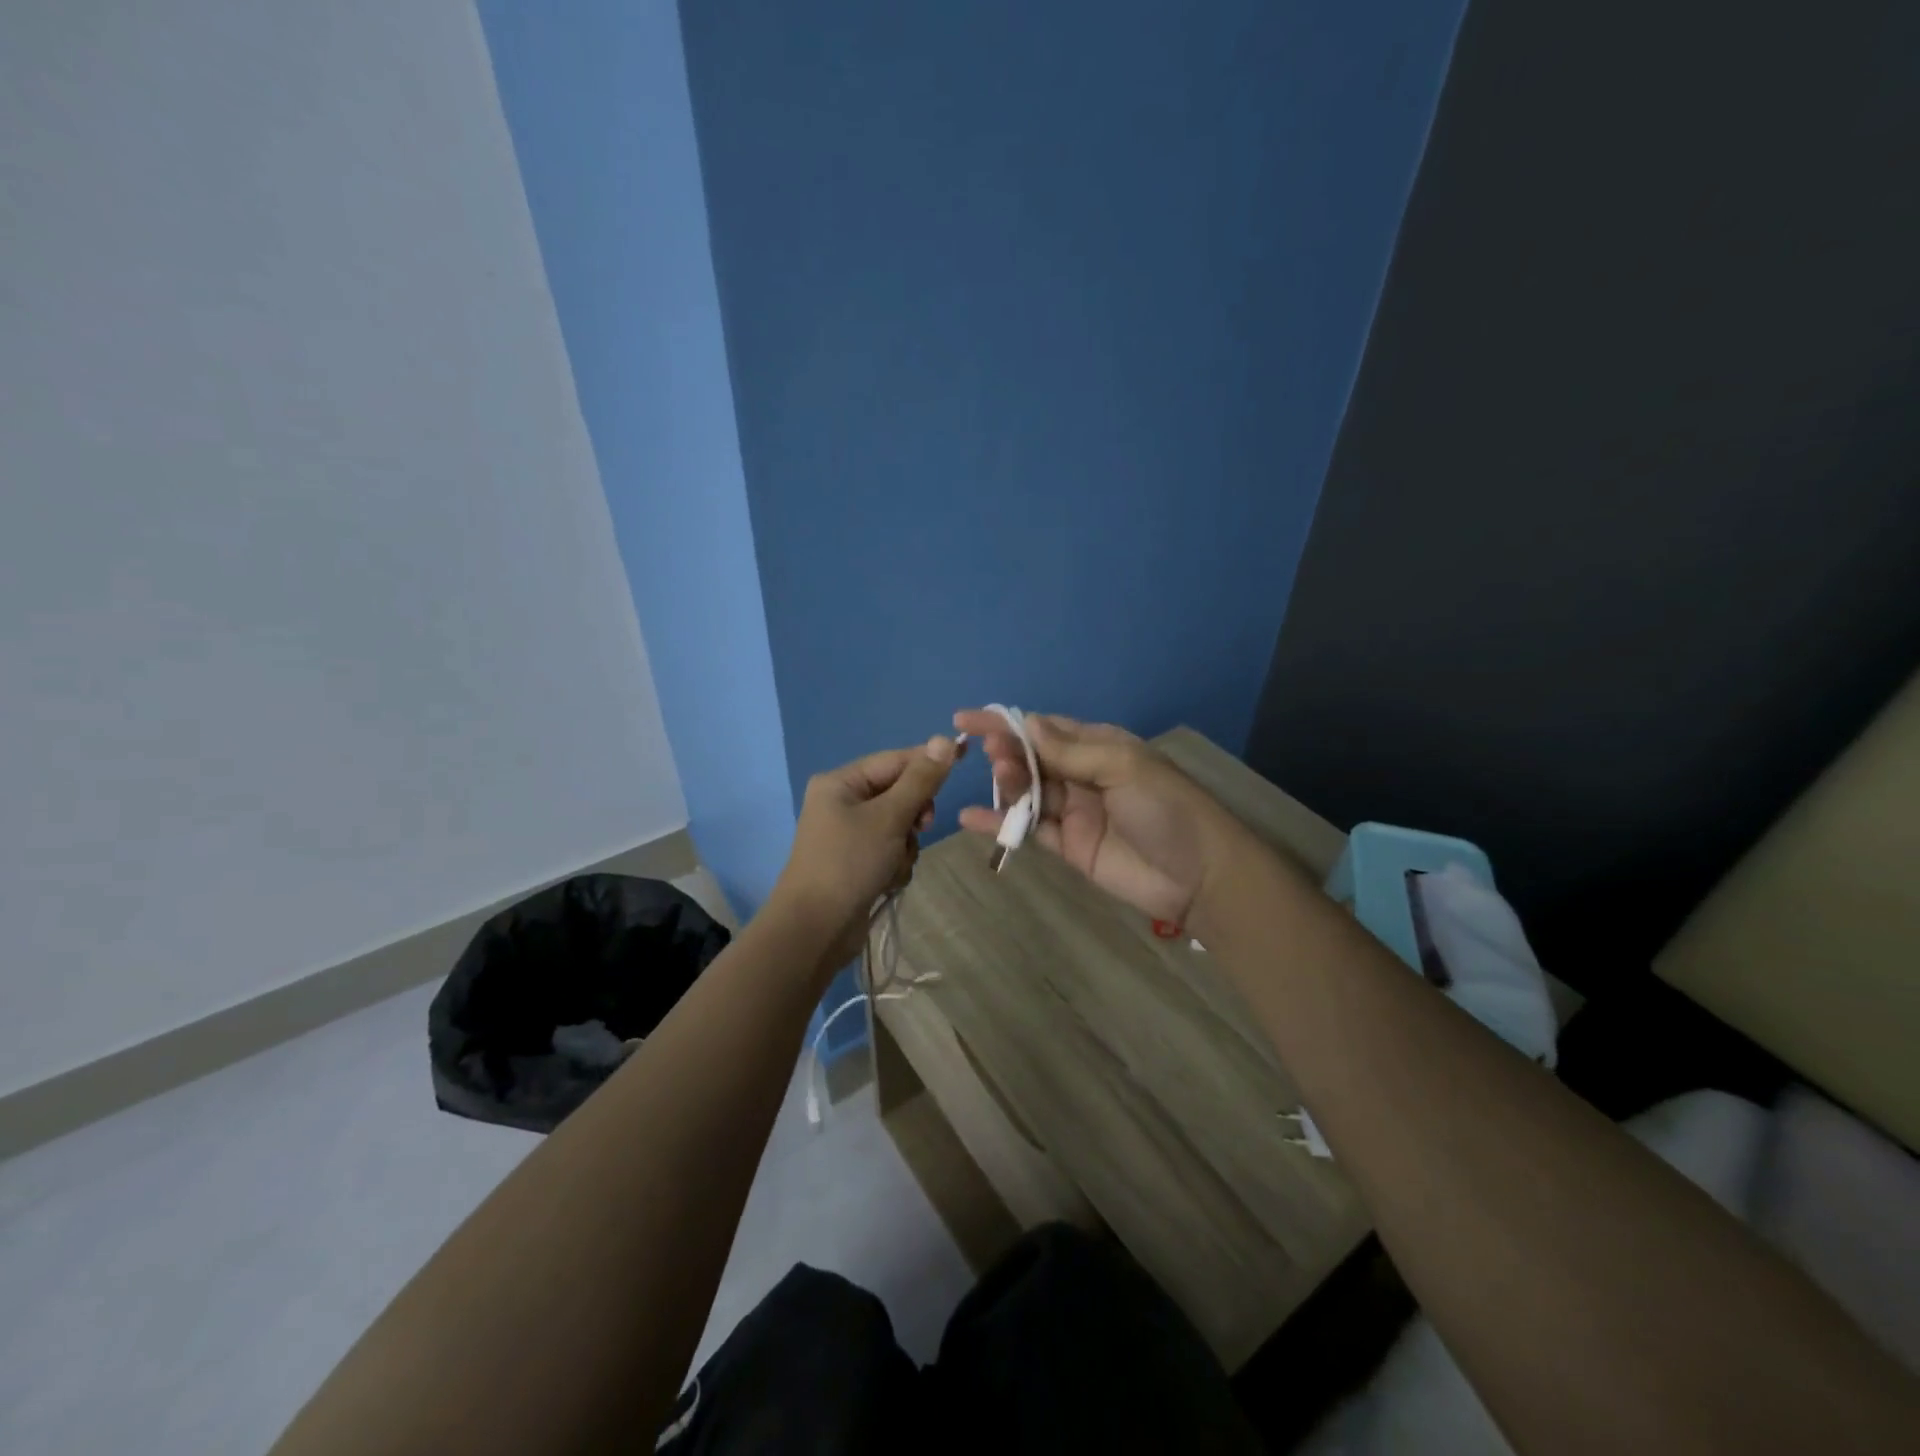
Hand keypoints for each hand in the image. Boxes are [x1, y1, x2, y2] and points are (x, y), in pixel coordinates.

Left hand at [768, 735, 962, 975]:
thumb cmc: (849, 863)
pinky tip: (886, 881)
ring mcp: (849, 834)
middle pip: (899, 793)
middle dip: (913, 815)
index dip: (928, 762)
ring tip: (892, 865)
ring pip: (900, 826)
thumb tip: (945, 738)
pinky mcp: (857, 862)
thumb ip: (920, 780)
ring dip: (905, 845)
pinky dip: (896, 864)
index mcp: (841, 782)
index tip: (963, 760)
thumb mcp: (889, 817)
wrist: (815, 929)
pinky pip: (891, 850)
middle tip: (919, 828)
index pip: (895, 760)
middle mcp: (843, 803)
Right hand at [953, 711, 1233, 926]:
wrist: (1199, 876)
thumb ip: (1071, 751)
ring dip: (1007, 784)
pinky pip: (1028, 830)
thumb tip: (1026, 723)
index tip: (967, 719)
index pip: (1045, 728)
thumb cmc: (1167, 809)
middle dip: (1007, 752)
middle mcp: (1082, 774)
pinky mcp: (1067, 846)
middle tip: (991, 755)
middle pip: (1032, 758)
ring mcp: (1073, 811)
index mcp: (1099, 746)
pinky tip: (970, 819)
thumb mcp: (1123, 767)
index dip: (1007, 722)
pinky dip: (1000, 824)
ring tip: (998, 782)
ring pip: (1028, 792)